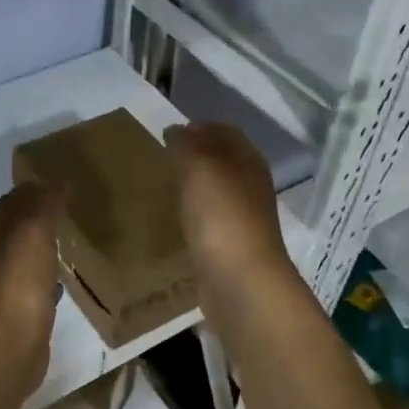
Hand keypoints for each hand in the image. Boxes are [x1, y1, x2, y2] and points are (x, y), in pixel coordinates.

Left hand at [0, 182, 65, 392]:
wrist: (10, 343)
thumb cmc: (19, 281)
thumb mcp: (33, 232)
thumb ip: (45, 205)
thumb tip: (58, 181)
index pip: (11, 201)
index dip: (32, 189)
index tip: (60, 181)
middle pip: (17, 227)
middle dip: (39, 215)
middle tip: (71, 207)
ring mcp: (8, 285)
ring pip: (27, 256)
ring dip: (45, 245)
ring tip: (71, 237)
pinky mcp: (23, 310)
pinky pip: (37, 284)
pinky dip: (50, 276)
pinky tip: (66, 278)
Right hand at [164, 124, 292, 292]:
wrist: (239, 280)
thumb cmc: (221, 214)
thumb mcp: (199, 165)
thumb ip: (186, 143)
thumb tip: (175, 131)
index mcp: (248, 160)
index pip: (224, 131)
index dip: (197, 127)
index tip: (165, 133)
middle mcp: (250, 186)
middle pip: (221, 162)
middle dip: (194, 157)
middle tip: (159, 160)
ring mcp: (242, 219)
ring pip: (215, 192)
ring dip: (192, 188)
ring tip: (160, 188)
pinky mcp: (229, 248)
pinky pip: (208, 222)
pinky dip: (191, 216)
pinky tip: (171, 221)